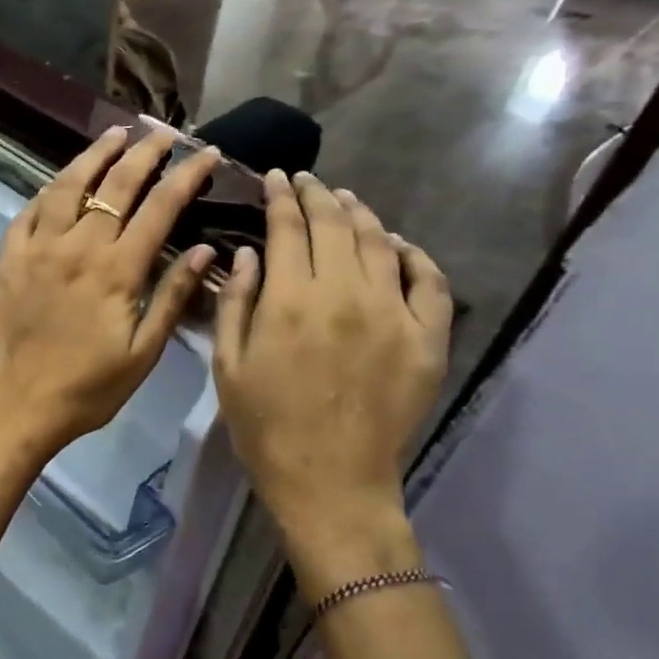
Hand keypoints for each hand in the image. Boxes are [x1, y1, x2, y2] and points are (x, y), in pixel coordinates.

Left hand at [0, 126, 220, 461]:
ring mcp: (38, 249)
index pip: (160, 207)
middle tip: (164, 132)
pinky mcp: (9, 259)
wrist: (19, 405)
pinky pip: (29, 212)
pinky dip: (49, 190)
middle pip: (115, 185)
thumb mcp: (143, 352)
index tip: (207, 153)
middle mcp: (77, 247)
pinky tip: (62, 181)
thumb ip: (172, 297)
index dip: (187, 175)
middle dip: (145, 151)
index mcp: (116, 271)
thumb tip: (206, 251)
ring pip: (68, 186)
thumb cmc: (88, 388)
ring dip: (94, 155)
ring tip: (115, 134)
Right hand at [213, 171, 451, 593]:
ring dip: (361, 214)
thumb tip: (249, 252)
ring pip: (381, 242)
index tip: (274, 177)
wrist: (330, 481)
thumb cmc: (265, 426)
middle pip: (335, 225)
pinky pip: (430, 281)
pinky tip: (397, 245)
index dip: (280, 196)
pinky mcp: (428, 339)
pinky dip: (414, 254)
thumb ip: (236, 302)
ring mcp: (394, 314)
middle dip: (317, 195)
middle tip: (305, 181)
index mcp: (291, 301)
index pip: (288, 227)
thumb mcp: (228, 365)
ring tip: (346, 200)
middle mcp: (346, 294)